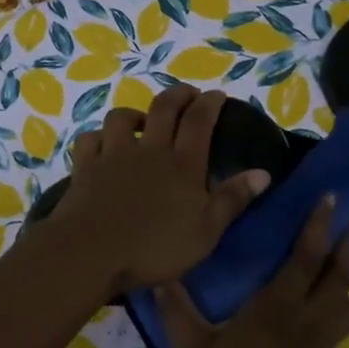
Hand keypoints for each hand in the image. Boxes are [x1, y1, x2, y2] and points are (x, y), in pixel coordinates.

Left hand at [37, 84, 267, 300]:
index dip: (210, 104)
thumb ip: (232, 199)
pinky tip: (103, 143)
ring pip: (122, 118)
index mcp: (182, 165)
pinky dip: (98, 137)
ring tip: (142, 121)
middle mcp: (149, 150)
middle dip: (178, 95)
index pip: (200, 122)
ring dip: (135, 113)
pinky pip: (90, 139)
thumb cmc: (155, 248)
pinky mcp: (85, 167)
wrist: (92, 253)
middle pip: (164, 109)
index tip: (217, 94)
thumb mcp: (206, 232)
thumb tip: (263, 173)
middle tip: (188, 94)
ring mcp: (113, 155)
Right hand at [156, 197, 348, 347]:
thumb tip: (160, 276)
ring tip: (348, 258)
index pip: (305, 259)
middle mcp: (304, 322)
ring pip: (344, 303)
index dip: (318, 227)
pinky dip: (342, 307)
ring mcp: (314, 347)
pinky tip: (335, 306)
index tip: (331, 199)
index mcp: (275, 310)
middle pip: (338, 277)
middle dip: (346, 246)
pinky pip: (337, 326)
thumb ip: (178, 310)